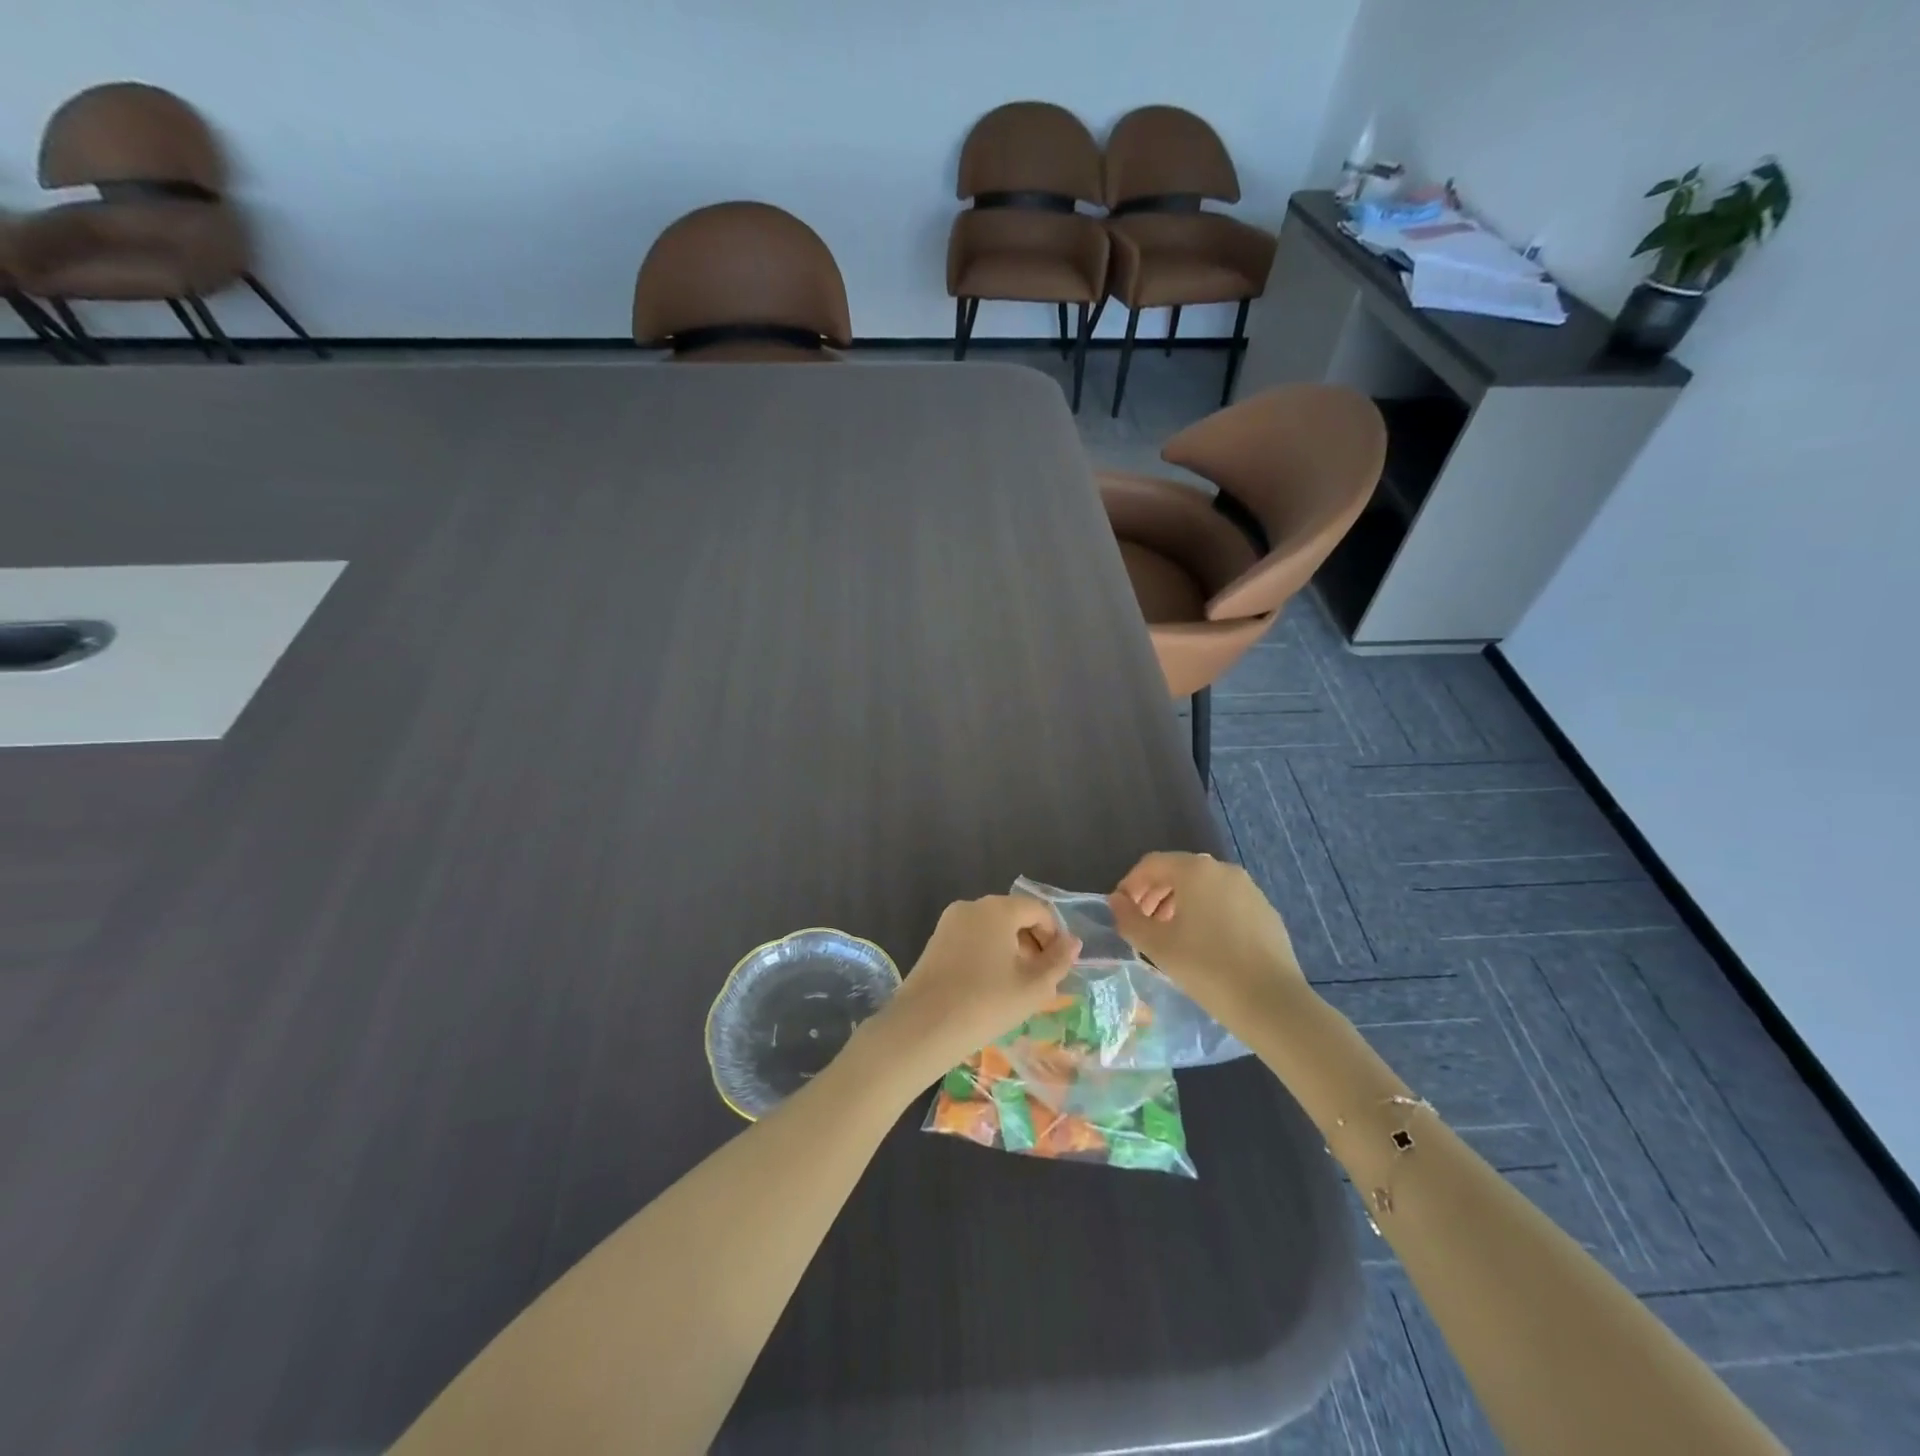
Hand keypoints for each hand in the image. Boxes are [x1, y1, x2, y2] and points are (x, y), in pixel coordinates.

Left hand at [871, 895, 1081, 1078]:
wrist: (924, 1026)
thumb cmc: (986, 1003)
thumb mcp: (1034, 987)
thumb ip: (1058, 961)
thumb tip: (1072, 941)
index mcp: (999, 908)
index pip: (1038, 910)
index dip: (1054, 936)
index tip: (1057, 968)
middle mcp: (972, 906)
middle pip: (1014, 915)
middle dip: (1032, 943)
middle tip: (1039, 980)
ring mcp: (949, 922)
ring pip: (992, 928)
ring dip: (1010, 950)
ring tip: (1015, 987)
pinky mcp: (935, 941)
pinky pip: (971, 938)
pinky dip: (987, 954)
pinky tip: (988, 987)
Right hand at [1109, 852, 1303, 1016]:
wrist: (1271, 1001)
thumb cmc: (1205, 967)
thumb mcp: (1156, 945)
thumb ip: (1129, 918)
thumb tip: (1116, 901)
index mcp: (1194, 870)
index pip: (1151, 864)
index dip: (1130, 884)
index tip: (1120, 910)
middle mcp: (1223, 870)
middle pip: (1178, 872)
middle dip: (1154, 894)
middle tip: (1142, 923)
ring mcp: (1249, 889)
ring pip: (1203, 887)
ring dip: (1179, 903)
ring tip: (1169, 934)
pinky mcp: (1265, 911)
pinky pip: (1225, 902)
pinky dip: (1206, 913)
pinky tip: (1203, 944)